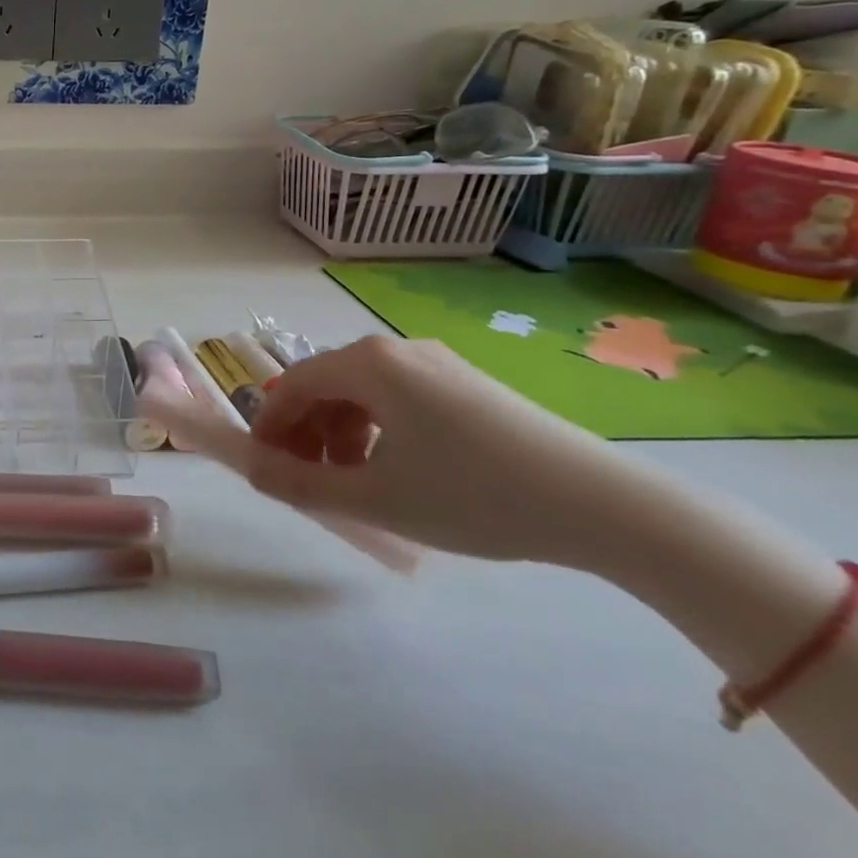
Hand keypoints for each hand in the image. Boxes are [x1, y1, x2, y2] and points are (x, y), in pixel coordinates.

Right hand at [143, 335, 644, 565]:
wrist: (606, 506)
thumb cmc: (474, 495)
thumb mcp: (374, 498)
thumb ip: (299, 484)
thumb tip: (250, 471)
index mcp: (367, 363)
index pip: (292, 386)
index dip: (270, 428)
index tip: (265, 469)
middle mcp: (397, 350)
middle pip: (326, 386)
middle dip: (306, 434)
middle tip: (306, 482)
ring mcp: (438, 364)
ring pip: (363, 394)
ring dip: (340, 435)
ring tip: (352, 483)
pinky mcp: (468, 384)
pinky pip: (399, 399)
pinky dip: (379, 430)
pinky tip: (397, 471)